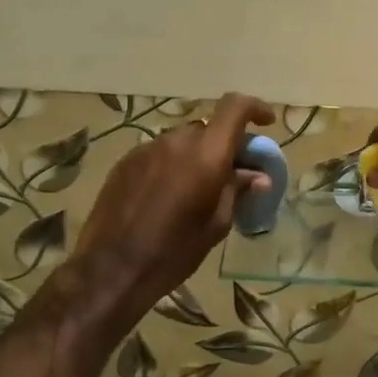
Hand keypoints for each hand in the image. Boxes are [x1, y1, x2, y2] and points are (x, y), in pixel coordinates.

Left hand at [73, 92, 276, 315]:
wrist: (111, 268)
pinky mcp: (126, 161)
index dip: (254, 108)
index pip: (234, 108)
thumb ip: (236, 191)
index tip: (265, 122)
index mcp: (206, 154)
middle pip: (208, 128)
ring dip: (195, 156)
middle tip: (229, 173)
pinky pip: (159, 153)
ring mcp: (147, 148)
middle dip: (223, 145)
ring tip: (195, 189)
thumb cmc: (174, 252)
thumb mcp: (216, 225)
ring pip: (182, 141)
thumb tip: (258, 177)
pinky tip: (166, 195)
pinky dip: (171, 165)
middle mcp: (177, 141)